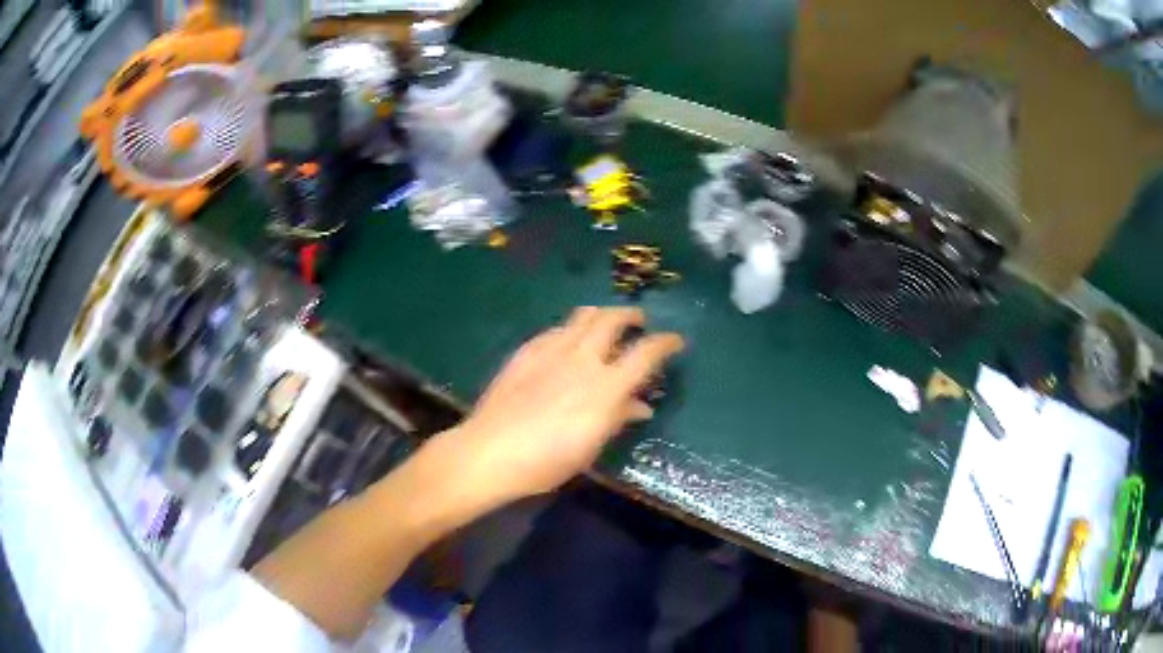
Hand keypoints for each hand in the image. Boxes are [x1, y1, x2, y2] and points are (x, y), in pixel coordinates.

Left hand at [428, 307, 683, 510]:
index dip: (667, 342)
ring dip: (602, 314)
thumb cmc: (547, 461)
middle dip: (631, 315)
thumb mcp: (591, 447)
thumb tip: (641, 406)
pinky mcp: (527, 350)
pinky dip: (572, 330)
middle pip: (613, 319)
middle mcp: (583, 359)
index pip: (647, 353)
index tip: (675, 341)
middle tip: (638, 322)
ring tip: (605, 323)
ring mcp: (552, 350)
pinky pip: (556, 329)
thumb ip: (618, 419)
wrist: (491, 451)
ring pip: (584, 315)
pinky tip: (567, 343)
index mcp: (606, 387)